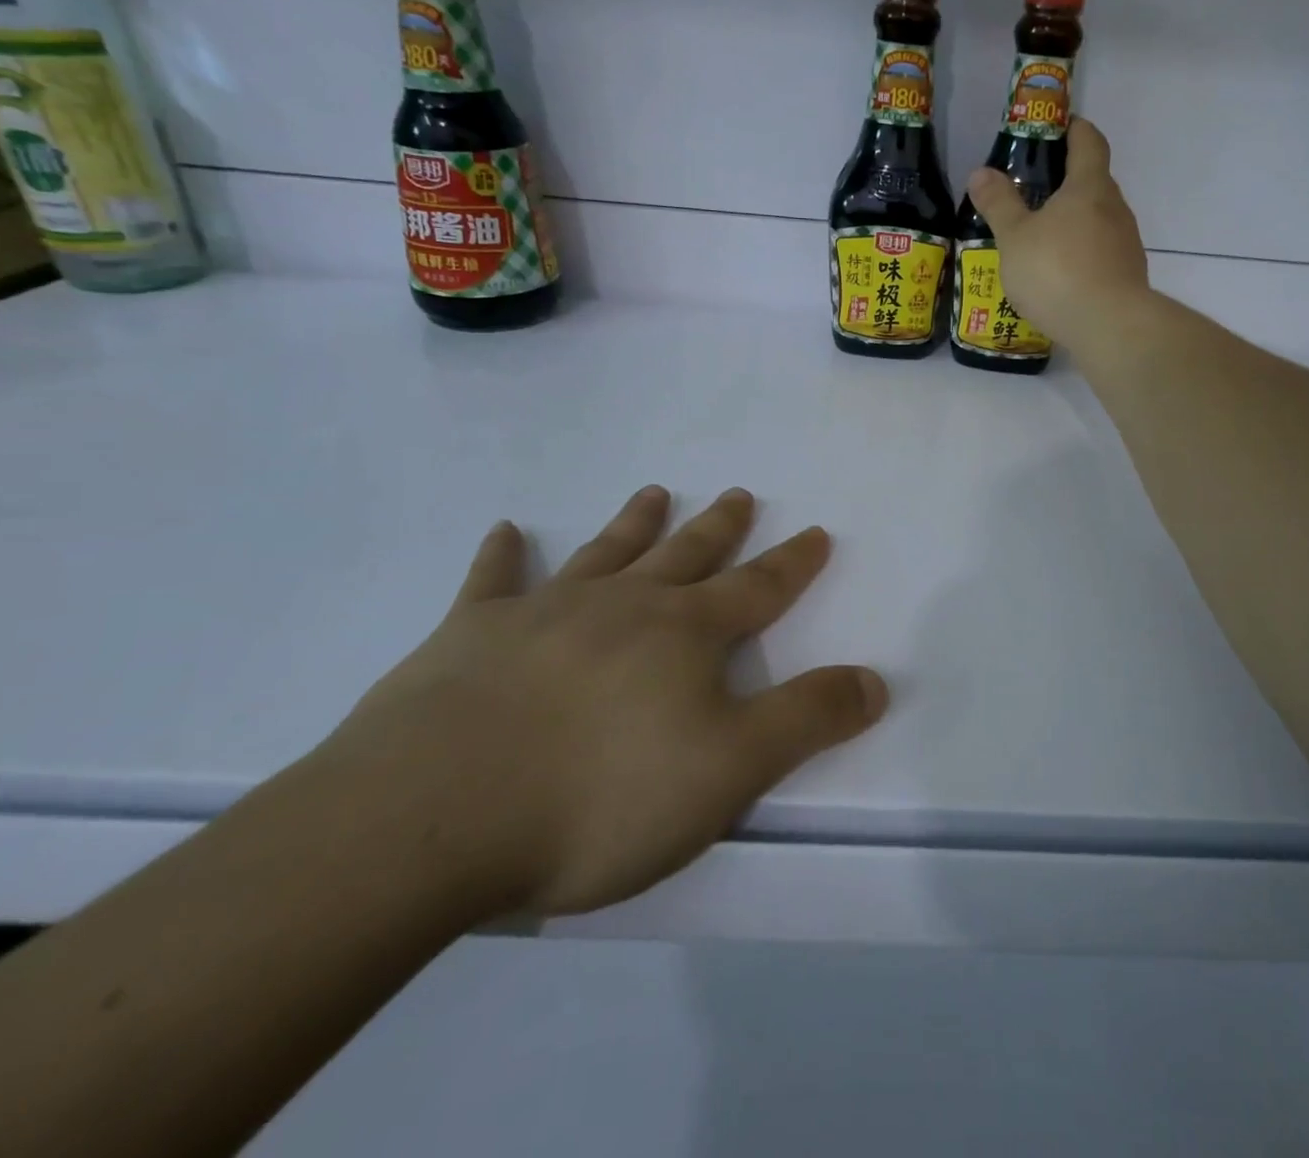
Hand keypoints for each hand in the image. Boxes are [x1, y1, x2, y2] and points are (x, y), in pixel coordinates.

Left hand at [323, 487, 886, 917]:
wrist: (432, 818)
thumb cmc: (600, 797)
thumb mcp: (730, 771)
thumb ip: (808, 720)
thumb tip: (876, 680)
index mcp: (685, 634)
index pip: (757, 590)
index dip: (793, 564)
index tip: (815, 532)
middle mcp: (623, 606)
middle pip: (686, 555)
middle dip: (719, 527)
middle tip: (738, 493)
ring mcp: (544, 613)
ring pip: (605, 554)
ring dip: (634, 523)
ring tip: (654, 491)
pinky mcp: (470, 637)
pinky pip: (492, 582)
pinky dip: (502, 557)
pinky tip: (506, 531)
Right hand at [967, 117, 1149, 351]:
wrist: (1109, 326)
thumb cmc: (1056, 271)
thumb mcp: (1015, 238)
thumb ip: (999, 204)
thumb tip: (981, 173)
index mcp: (1089, 187)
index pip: (1089, 142)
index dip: (1074, 130)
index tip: (1058, 128)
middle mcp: (1115, 208)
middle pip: (1095, 181)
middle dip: (1069, 181)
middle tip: (1036, 190)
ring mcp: (1126, 243)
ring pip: (1099, 219)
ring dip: (1075, 221)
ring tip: (1043, 238)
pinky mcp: (1128, 275)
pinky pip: (1102, 252)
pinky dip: (1083, 253)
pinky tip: (1061, 275)